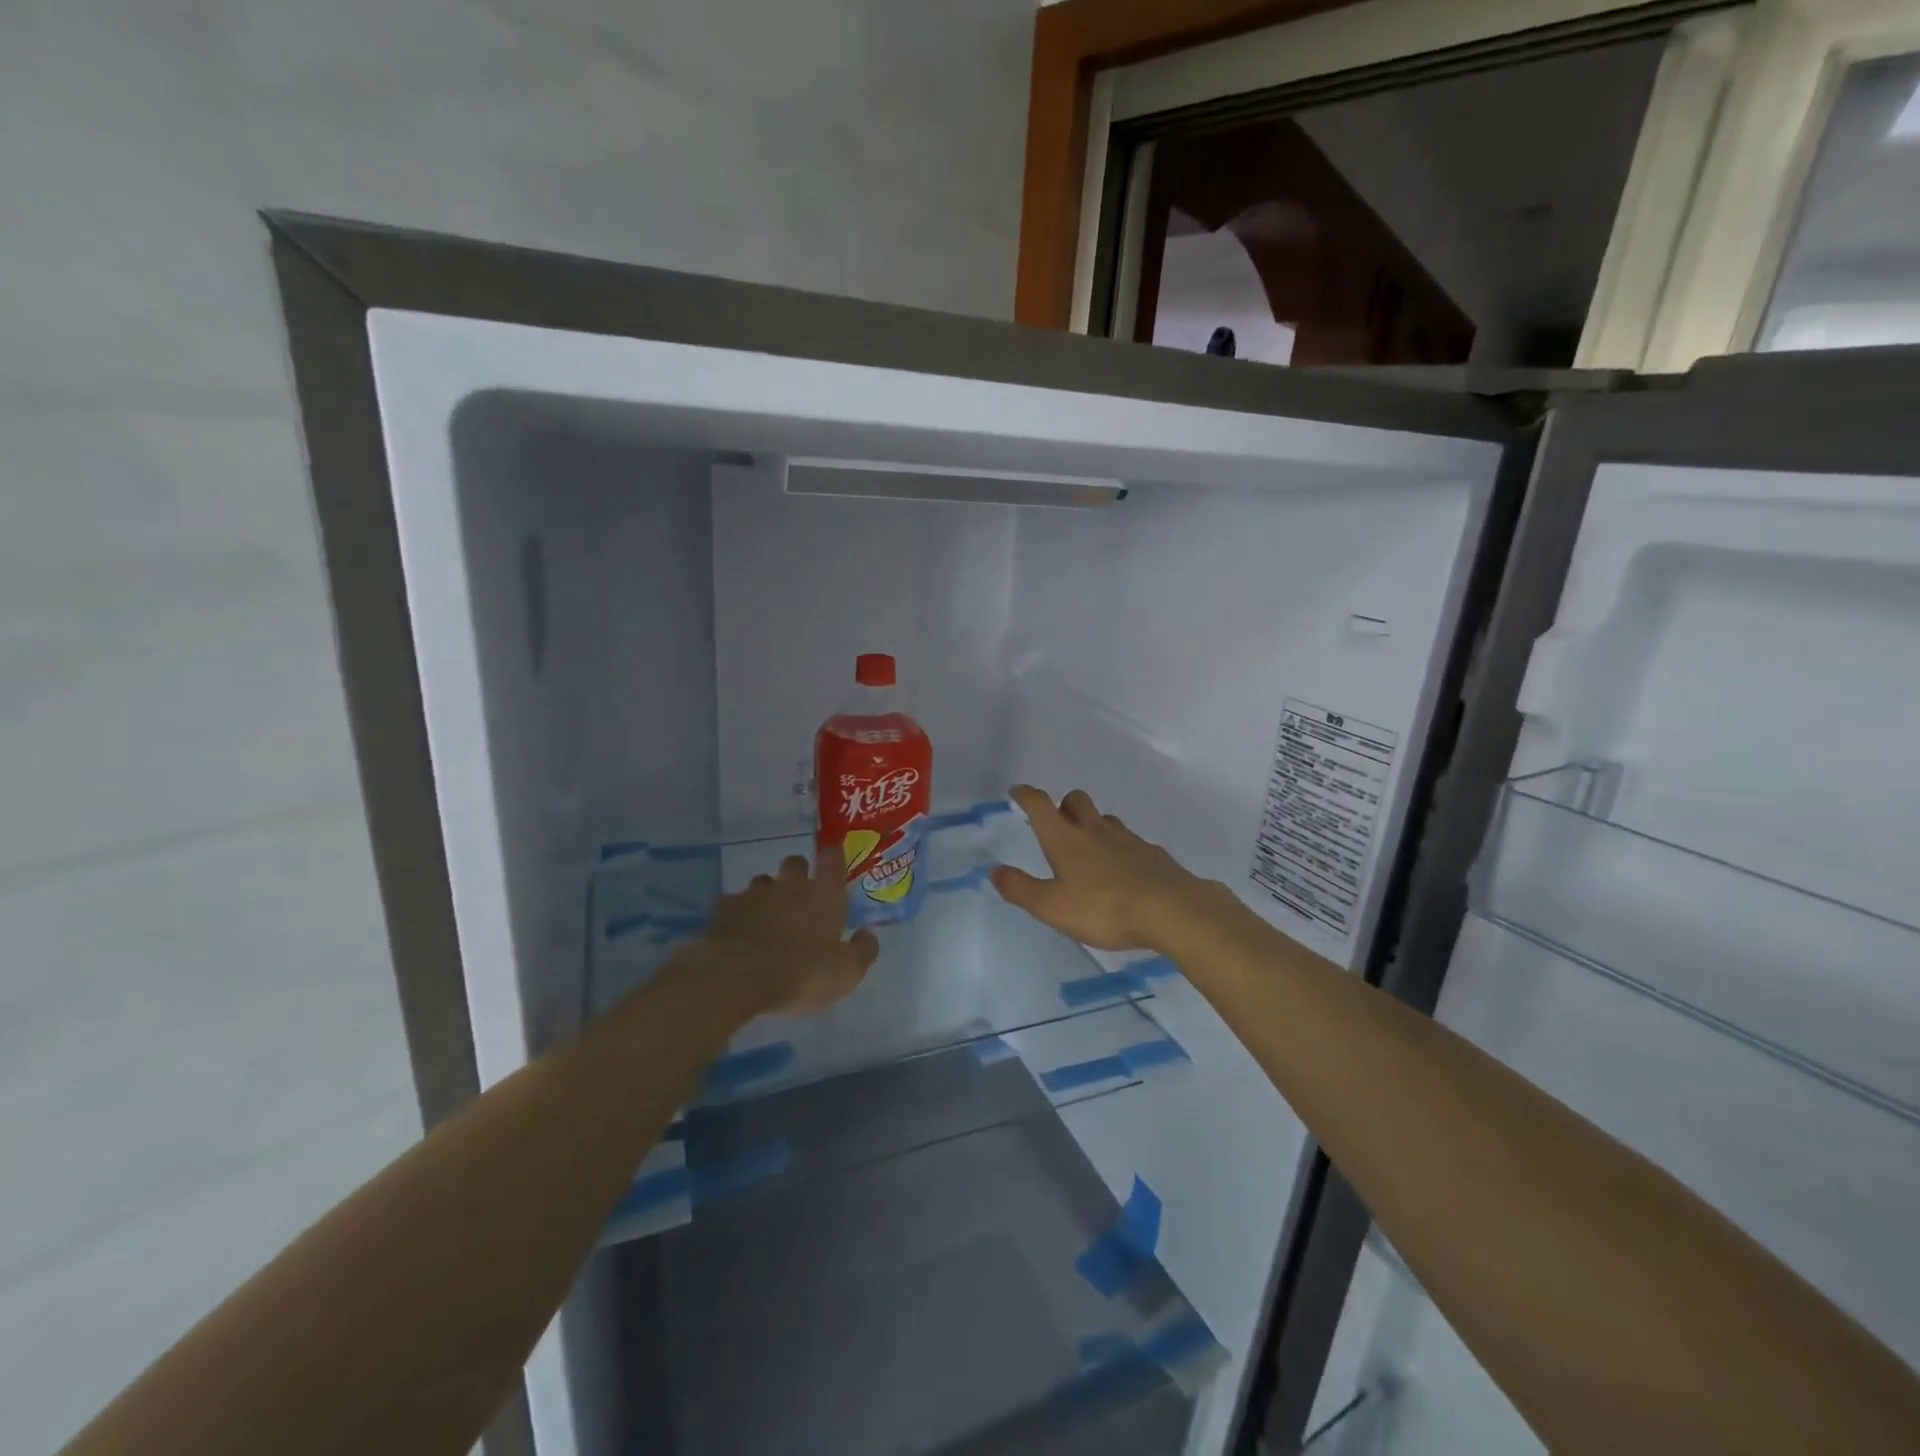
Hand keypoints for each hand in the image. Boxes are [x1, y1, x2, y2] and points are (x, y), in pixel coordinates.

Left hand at [703, 851, 879, 1014]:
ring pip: (763, 882)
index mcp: (824, 894)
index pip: (832, 858)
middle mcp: (790, 885)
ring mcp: (754, 894)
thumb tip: (868, 935)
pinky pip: (734, 904)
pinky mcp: (723, 909)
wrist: (735, 977)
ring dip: (767, 895)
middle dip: (798, 873)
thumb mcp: (846, 972)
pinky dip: (739, 914)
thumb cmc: (801, 973)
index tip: (833, 859)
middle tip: (800, 897)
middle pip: (795, 863)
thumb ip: (862, 951)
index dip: (833, 856)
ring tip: (767, 920)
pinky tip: (739, 933)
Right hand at [990, 785, 1228, 951]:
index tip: (1017, 791)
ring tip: (1088, 849)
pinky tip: (1121, 869)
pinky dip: (1118, 847)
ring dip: (1091, 824)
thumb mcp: (1053, 907)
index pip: (1040, 805)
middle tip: (1056, 824)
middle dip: (1062, 806)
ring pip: (1104, 819)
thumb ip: (1021, 889)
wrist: (1172, 910)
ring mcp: (1127, 839)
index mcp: (1065, 839)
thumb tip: (995, 870)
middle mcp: (1094, 830)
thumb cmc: (1105, 908)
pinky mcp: (1151, 853)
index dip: (1026, 795)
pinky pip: (1129, 840)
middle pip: (1075, 801)